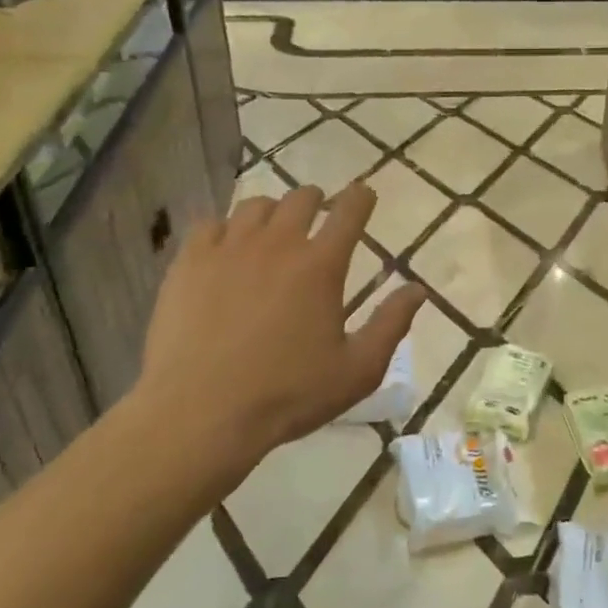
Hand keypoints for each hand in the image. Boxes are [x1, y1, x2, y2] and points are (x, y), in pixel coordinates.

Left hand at [130, 183, 424, 481]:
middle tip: (318, 215)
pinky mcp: (189, 262)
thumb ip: (391, 324)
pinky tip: (226, 250)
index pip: (349, 212)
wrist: (201, 413)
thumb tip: (418, 289)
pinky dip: (226, 229)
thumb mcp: (357, 370)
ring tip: (272, 231)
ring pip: (255, 206)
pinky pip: (211, 224)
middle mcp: (278, 243)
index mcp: (321, 265)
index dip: (361, 198)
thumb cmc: (288, 394)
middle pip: (301, 198)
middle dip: (316, 200)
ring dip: (272, 212)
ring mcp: (229, 248)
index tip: (364, 195)